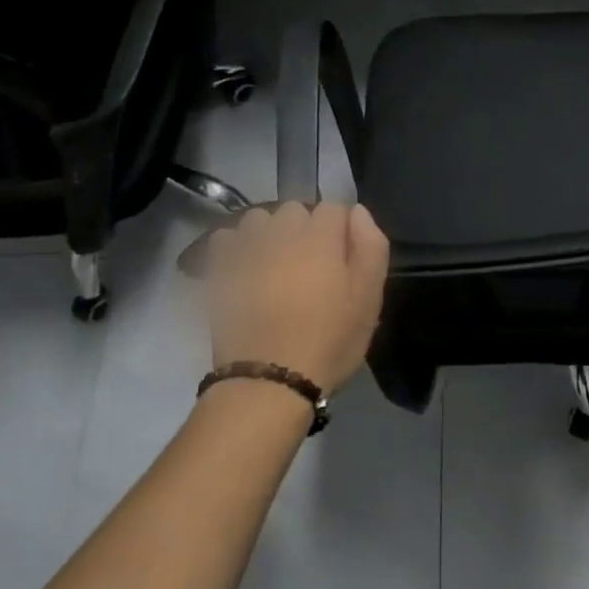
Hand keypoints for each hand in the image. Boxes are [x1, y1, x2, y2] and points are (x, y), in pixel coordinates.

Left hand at [194, 203, 389, 394]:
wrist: (268, 381)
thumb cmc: (328, 340)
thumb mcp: (369, 299)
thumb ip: (370, 247)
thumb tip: (358, 212)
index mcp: (321, 236)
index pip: (335, 207)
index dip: (343, 231)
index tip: (344, 259)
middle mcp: (281, 231)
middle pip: (296, 210)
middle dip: (306, 229)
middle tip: (312, 267)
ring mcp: (246, 248)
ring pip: (260, 219)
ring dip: (270, 233)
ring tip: (276, 266)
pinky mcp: (218, 268)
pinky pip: (226, 238)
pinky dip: (237, 246)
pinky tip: (246, 270)